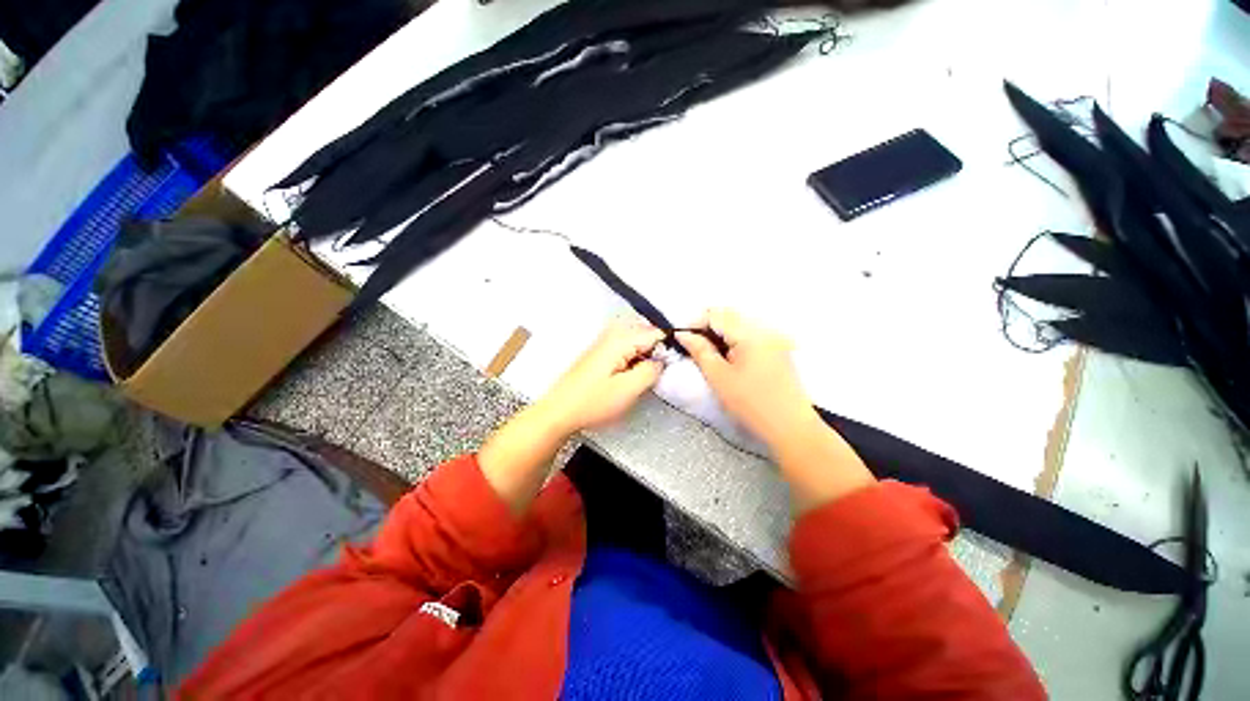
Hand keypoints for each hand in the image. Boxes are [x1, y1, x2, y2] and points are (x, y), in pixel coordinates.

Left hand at [538, 318, 664, 434]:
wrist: (559, 412)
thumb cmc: (592, 402)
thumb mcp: (628, 390)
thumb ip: (651, 371)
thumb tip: (662, 360)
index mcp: (620, 340)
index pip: (655, 332)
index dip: (668, 347)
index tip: (673, 364)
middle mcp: (611, 334)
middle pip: (645, 333)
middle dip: (656, 350)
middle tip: (657, 372)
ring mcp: (604, 342)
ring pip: (635, 340)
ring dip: (645, 355)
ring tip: (644, 375)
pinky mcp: (599, 353)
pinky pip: (625, 347)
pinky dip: (634, 358)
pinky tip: (631, 375)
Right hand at [676, 309, 814, 447]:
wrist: (791, 427)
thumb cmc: (750, 403)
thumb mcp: (718, 377)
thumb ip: (700, 350)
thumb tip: (683, 334)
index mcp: (749, 333)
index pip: (716, 314)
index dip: (695, 323)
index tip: (683, 340)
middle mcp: (765, 328)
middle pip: (729, 314)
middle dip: (708, 326)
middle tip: (695, 346)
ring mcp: (775, 338)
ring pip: (740, 323)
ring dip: (721, 332)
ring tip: (710, 352)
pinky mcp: (779, 349)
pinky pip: (752, 333)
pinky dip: (735, 339)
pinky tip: (730, 357)